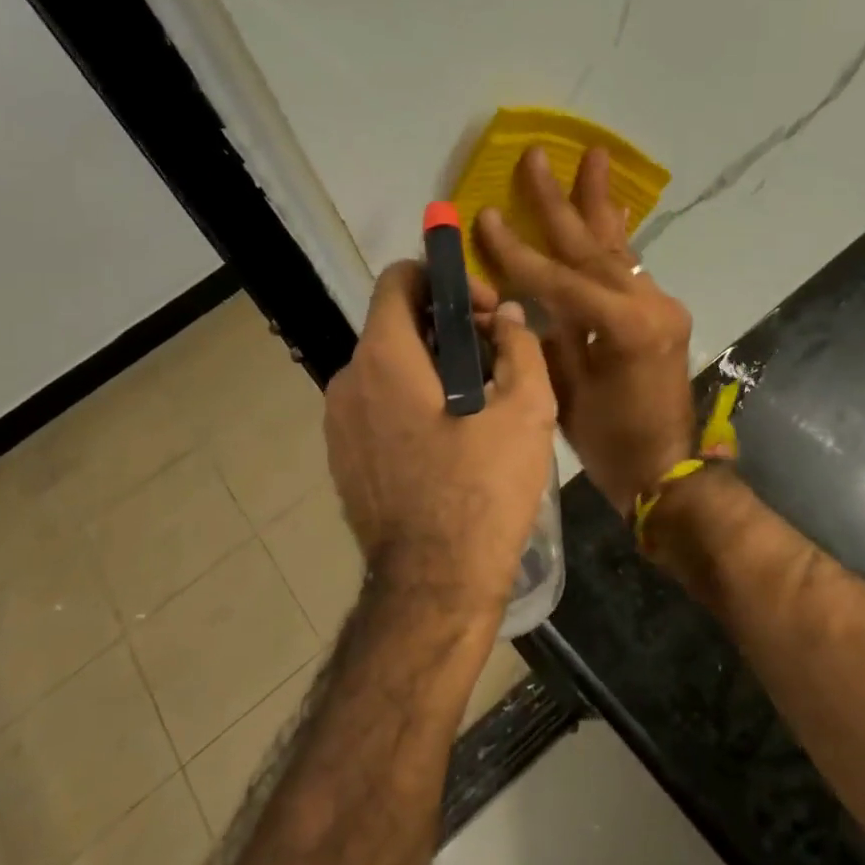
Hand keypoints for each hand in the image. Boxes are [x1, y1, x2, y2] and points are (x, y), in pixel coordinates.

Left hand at [323, 262, 556, 625]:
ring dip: (433, 370)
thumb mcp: (525, 411)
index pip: (399, 280)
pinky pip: (378, 409)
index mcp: (383, 359)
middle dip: (448, 329)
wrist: (434, 585)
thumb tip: (507, 317)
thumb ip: (519, 346)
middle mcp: (347, 382)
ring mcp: (338, 425)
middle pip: (396, 327)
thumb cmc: (483, 491)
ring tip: (481, 404)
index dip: (445, 279)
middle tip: (496, 361)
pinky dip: (412, 404)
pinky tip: (451, 441)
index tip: (484, 312)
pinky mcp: (343, 460)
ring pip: (388, 370)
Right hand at [475, 146, 695, 516]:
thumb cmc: (610, 443)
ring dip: (598, 206)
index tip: (486, 215)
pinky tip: (608, 213)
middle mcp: (648, 304)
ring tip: (592, 159)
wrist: (666, 469)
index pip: (557, 278)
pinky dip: (613, 240)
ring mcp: (661, 305)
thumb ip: (545, 337)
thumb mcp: (565, 392)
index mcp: (622, 326)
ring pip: (618, 248)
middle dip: (560, 202)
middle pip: (592, 246)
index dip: (516, 250)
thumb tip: (522, 301)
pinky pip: (630, 269)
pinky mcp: (663, 313)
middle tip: (537, 156)